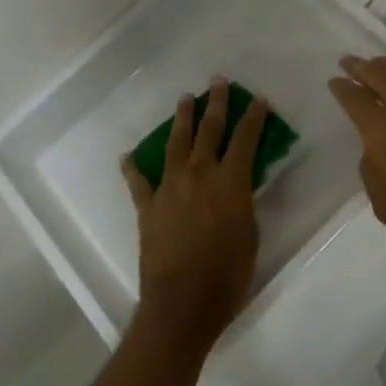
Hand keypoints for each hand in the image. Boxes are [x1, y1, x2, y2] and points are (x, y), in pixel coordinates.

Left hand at [119, 78, 264, 354]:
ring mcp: (170, 187)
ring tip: (184, 100)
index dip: (254, 117)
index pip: (246, 138)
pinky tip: (128, 155)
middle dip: (215, 104)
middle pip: (209, 130)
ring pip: (176, 143)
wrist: (182, 303)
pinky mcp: (148, 206)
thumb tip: (240, 185)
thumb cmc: (228, 274)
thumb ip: (244, 202)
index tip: (257, 99)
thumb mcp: (250, 234)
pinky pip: (138, 181)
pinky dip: (133, 167)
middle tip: (217, 82)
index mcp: (231, 181)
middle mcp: (200, 174)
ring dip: (182, 120)